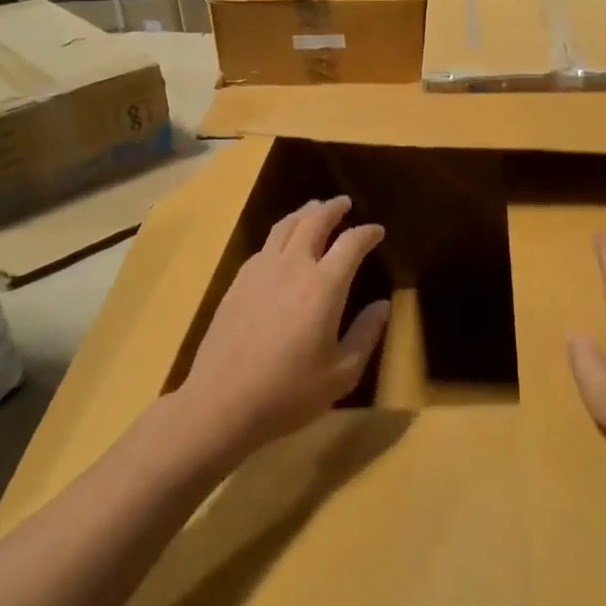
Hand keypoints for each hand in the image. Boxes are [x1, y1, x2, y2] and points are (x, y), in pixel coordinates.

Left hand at [178, 196, 389, 455]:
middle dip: (332, 208)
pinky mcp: (238, 282)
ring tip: (314, 209)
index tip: (377, 231)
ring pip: (285, 227)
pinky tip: (282, 245)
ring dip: (304, 213)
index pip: (351, 243)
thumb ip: (366, 334)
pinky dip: (281, 235)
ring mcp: (260, 271)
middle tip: (343, 203)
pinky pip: (264, 246)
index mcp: (324, 286)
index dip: (367, 233)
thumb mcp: (341, 372)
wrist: (222, 403)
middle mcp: (293, 267)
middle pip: (314, 221)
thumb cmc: (289, 392)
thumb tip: (383, 305)